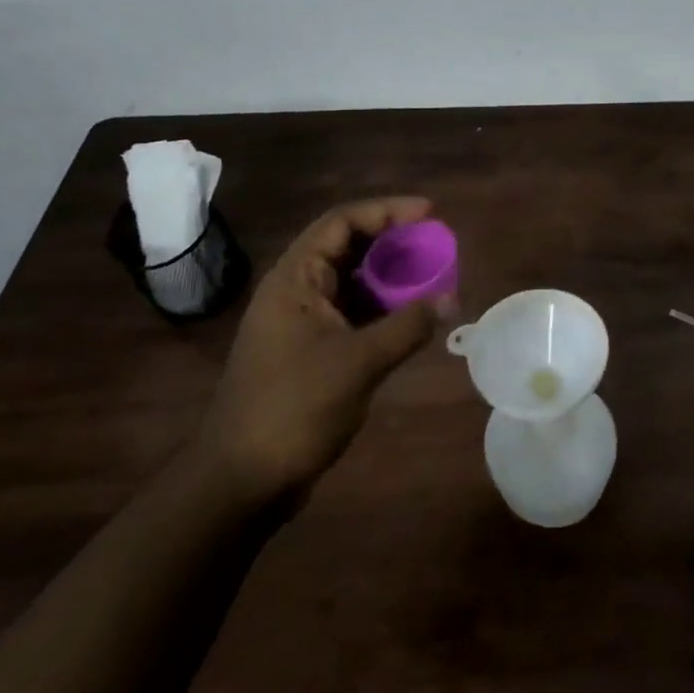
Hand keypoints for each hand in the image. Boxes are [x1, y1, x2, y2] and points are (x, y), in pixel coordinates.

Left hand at [194, 197, 452, 499]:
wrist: (241, 482)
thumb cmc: (293, 408)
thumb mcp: (357, 363)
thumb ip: (407, 327)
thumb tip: (451, 299)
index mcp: (295, 279)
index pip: (342, 222)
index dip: (387, 210)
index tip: (429, 212)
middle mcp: (296, 291)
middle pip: (348, 247)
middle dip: (393, 241)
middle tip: (436, 243)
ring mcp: (302, 322)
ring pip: (352, 281)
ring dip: (390, 275)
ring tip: (432, 274)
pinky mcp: (311, 351)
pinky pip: (353, 312)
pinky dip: (383, 308)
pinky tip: (412, 314)